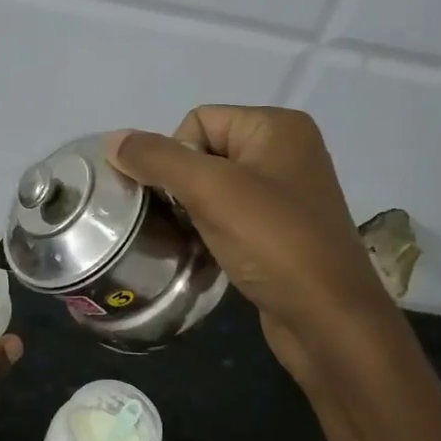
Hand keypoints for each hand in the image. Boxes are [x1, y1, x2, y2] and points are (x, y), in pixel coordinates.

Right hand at [111, 107, 388, 386]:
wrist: (328, 319)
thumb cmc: (273, 243)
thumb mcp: (211, 190)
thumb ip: (158, 159)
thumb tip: (112, 140)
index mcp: (277, 126)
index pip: (198, 120)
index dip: (178, 158)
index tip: (186, 199)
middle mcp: (285, 151)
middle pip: (203, 153)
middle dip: (182, 188)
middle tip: (183, 222)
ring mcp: (285, 193)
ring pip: (212, 189)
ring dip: (192, 214)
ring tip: (191, 242)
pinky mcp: (280, 230)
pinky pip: (229, 217)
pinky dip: (210, 233)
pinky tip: (206, 256)